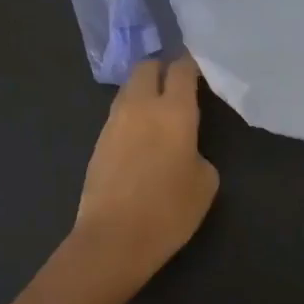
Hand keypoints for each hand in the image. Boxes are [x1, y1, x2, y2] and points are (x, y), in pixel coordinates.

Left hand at [72, 56, 219, 285]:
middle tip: (177, 85)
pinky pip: (118, 113)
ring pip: (129, 88)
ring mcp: (114, 121)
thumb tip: (184, 148)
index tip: (200, 70)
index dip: (191, 64)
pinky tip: (141, 136)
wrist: (113, 239)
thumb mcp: (205, 182)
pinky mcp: (98, 141)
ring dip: (144, 91)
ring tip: (159, 111)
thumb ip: (198, 152)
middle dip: (162, 69)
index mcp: (174, 110)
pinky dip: (132, 114)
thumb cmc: (169, 210)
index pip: (182, 69)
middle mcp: (141, 105)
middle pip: (147, 67)